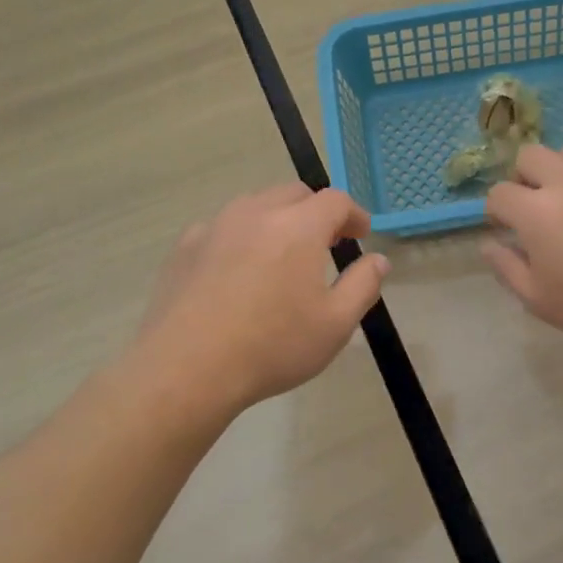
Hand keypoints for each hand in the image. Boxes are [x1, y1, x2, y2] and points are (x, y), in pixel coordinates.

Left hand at [127, 183, 388, 420]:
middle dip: (316, 212)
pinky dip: (241, 237)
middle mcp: (257, 213)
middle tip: (326, 243)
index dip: (354, 214)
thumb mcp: (336, 324)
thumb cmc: (272, 346)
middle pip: (294, 194)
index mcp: (299, 227)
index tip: (360, 234)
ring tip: (282, 253)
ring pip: (255, 205)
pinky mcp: (185, 246)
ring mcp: (216, 226)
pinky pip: (222, 227)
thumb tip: (377, 260)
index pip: (335, 201)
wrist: (187, 369)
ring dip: (278, 219)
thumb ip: (363, 285)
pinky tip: (238, 270)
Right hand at [482, 143, 562, 349]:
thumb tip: (488, 244)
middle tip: (536, 206)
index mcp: (536, 211)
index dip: (496, 211)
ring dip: (562, 170)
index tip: (506, 228)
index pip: (499, 193)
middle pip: (530, 155)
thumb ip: (506, 268)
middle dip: (524, 178)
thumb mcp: (539, 300)